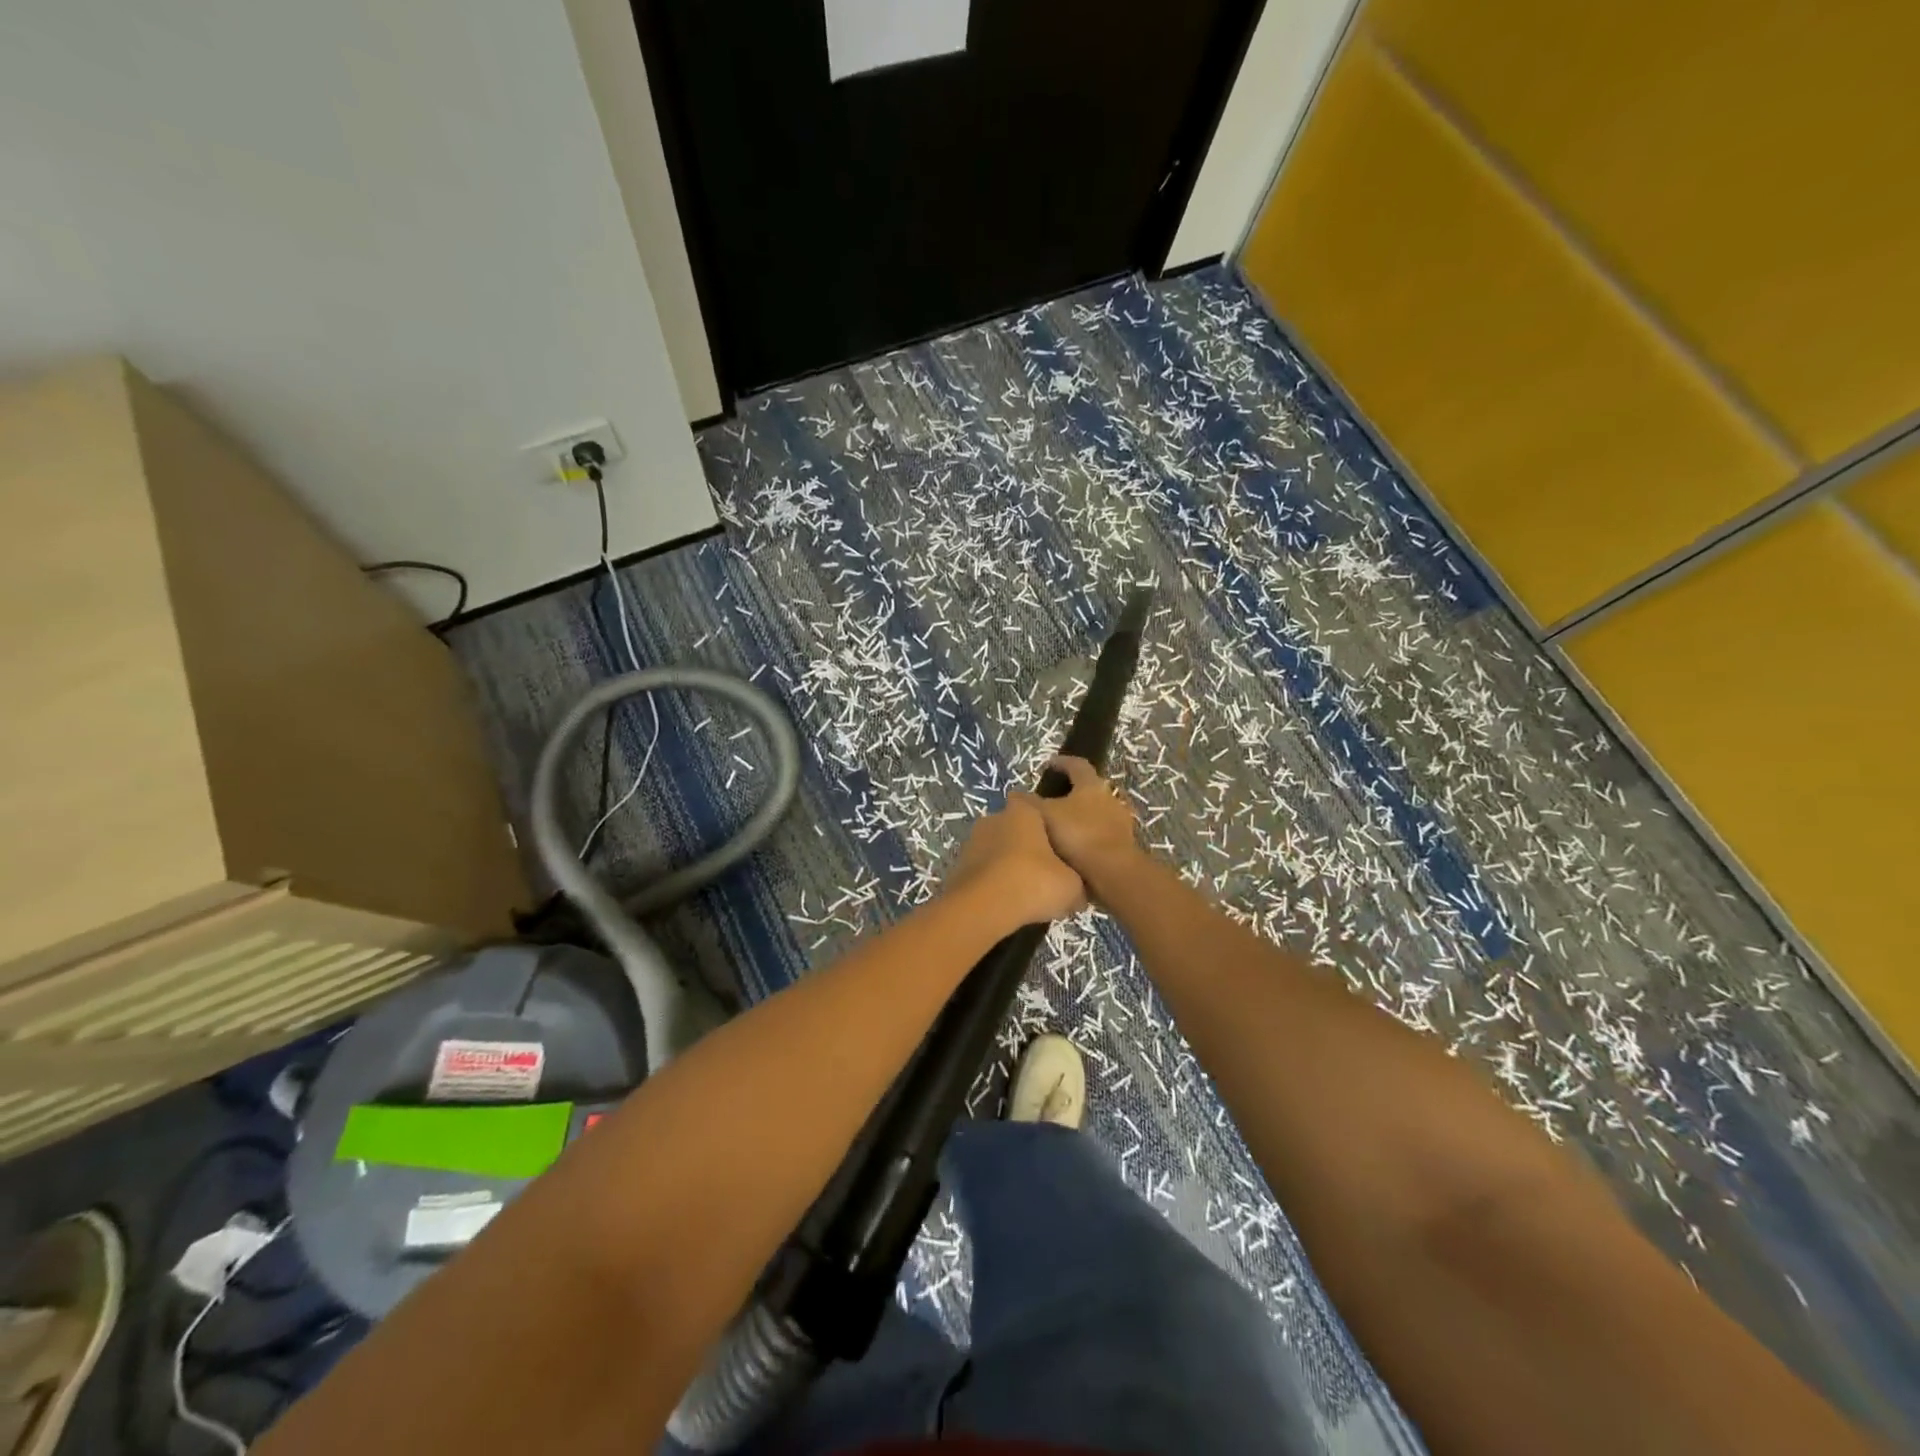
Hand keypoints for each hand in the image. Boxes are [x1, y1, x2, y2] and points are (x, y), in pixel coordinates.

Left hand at [946, 793, 1085, 927]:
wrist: (983, 907)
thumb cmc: (1034, 882)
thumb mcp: (1071, 886)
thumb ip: (1076, 883)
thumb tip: (1078, 895)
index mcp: (1023, 812)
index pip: (1033, 804)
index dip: (1045, 822)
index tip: (1056, 843)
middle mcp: (993, 819)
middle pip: (1013, 829)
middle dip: (1026, 847)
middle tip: (1043, 873)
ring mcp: (971, 842)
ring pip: (995, 851)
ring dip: (1006, 866)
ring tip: (1024, 893)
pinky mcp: (957, 868)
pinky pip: (982, 872)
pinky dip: (991, 884)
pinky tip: (1004, 904)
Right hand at [1031, 756, 1141, 894]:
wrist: (1113, 872)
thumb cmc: (1078, 835)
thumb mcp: (1045, 815)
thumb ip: (1029, 803)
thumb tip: (1014, 793)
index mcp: (1091, 785)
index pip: (1077, 765)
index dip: (1062, 763)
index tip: (1049, 764)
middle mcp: (1110, 798)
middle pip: (1090, 789)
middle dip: (1072, 792)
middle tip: (1052, 799)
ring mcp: (1120, 822)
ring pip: (1097, 813)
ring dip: (1081, 816)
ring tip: (1061, 827)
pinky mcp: (1124, 845)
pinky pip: (1101, 834)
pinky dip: (1088, 836)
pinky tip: (1074, 849)